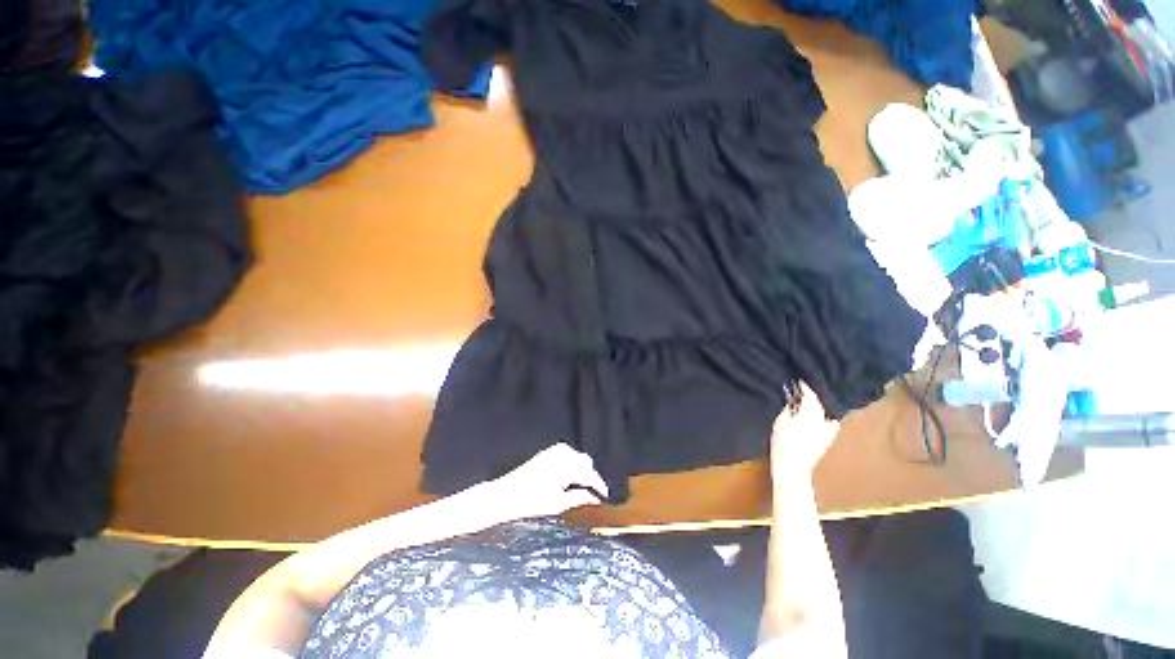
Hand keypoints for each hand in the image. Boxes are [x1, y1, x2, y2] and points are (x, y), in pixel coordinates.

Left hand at [491, 443, 609, 518]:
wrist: (507, 494)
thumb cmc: (532, 502)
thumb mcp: (558, 504)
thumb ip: (579, 498)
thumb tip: (594, 497)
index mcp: (567, 467)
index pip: (590, 474)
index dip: (599, 485)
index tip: (604, 495)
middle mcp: (563, 455)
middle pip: (585, 461)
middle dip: (590, 475)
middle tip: (592, 492)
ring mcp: (554, 451)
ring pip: (577, 456)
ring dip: (581, 468)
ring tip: (580, 485)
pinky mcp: (547, 452)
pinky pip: (567, 453)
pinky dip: (571, 463)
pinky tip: (567, 476)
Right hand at [770, 383, 839, 481]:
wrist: (792, 466)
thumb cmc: (782, 443)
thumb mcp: (780, 423)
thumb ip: (789, 410)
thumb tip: (793, 402)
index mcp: (809, 415)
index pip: (810, 396)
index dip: (805, 388)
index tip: (800, 382)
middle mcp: (822, 420)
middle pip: (819, 403)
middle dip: (812, 397)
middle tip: (802, 392)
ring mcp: (827, 430)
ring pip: (825, 413)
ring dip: (818, 407)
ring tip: (810, 404)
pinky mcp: (829, 439)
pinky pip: (831, 424)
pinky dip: (826, 418)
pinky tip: (821, 419)